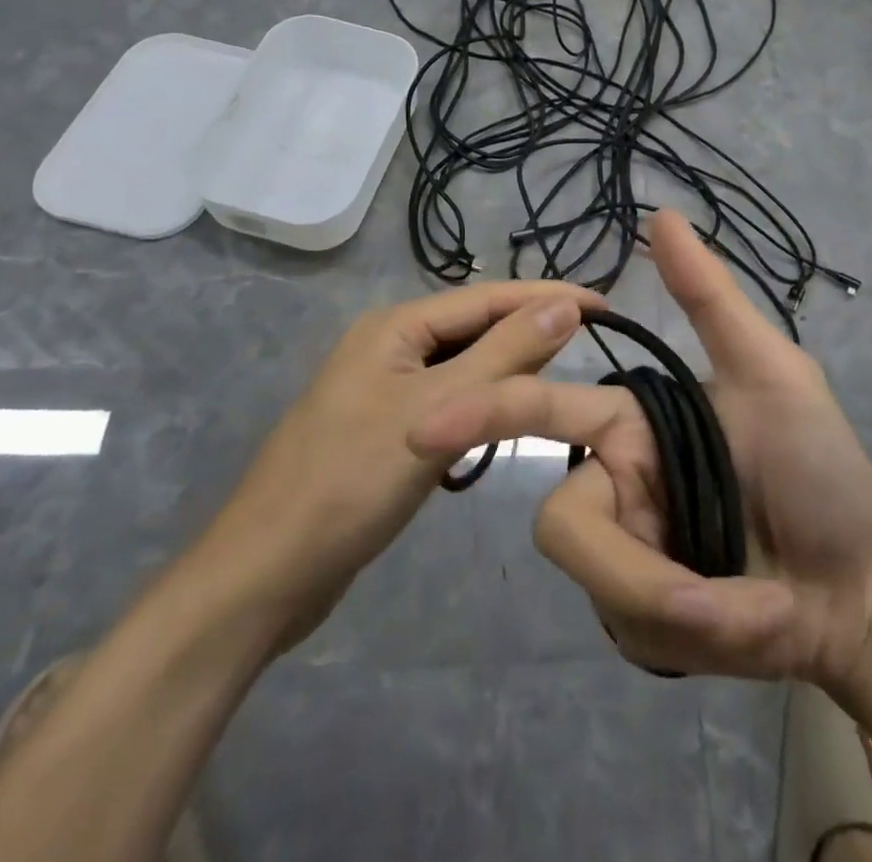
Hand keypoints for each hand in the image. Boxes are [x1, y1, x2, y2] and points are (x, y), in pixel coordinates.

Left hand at [195, 281, 602, 655]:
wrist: (265, 575)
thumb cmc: (350, 483)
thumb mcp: (437, 413)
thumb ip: (503, 356)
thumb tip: (563, 306)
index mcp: (395, 326)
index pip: (487, 298)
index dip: (547, 297)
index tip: (605, 304)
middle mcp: (389, 345)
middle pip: (474, 326)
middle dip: (529, 329)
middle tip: (593, 340)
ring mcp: (383, 388)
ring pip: (461, 365)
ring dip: (507, 367)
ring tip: (562, 372)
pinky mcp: (384, 428)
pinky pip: (447, 399)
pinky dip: (480, 403)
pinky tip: (506, 417)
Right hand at [409, 210, 871, 687]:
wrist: (863, 586)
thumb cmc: (822, 467)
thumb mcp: (773, 374)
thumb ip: (710, 300)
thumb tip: (661, 215)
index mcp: (630, 425)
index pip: (545, 409)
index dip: (486, 412)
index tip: (426, 423)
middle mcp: (613, 484)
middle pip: (567, 523)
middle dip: (640, 569)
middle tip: (717, 601)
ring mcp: (622, 557)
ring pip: (602, 584)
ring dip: (689, 607)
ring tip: (764, 608)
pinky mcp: (639, 622)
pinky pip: (636, 628)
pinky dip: (708, 634)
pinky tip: (758, 624)